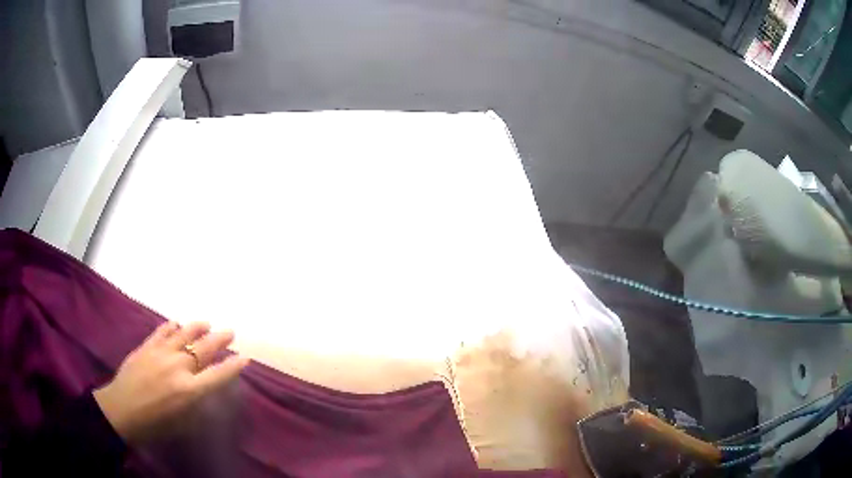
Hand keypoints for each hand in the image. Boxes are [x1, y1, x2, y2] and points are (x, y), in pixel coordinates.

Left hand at [93, 322, 249, 442]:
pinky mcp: (147, 345)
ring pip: (185, 333)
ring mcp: (162, 352)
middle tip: (230, 332)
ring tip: (207, 323)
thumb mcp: (183, 423)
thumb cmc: (155, 424)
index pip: (219, 375)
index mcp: (189, 390)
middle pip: (205, 348)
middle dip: (221, 339)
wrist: (122, 410)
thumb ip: (197, 404)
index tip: (245, 358)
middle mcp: (179, 367)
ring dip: (199, 327)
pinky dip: (173, 326)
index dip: (234, 366)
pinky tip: (177, 324)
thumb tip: (206, 391)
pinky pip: (163, 330)